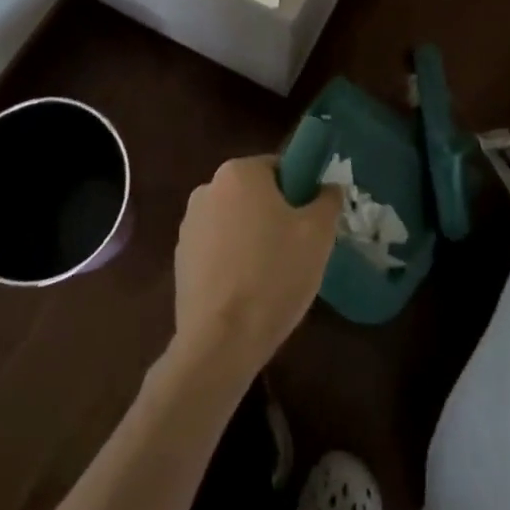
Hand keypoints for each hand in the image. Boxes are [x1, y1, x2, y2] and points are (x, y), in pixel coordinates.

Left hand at [171, 156, 340, 382]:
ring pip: (235, 222)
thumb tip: (328, 187)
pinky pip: (217, 249)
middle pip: (255, 194)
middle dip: (276, 215)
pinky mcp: (180, 259)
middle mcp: (207, 188)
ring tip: (274, 276)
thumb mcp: (318, 234)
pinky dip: (233, 261)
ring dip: (253, 238)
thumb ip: (327, 199)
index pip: (279, 168)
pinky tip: (248, 292)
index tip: (311, 223)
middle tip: (299, 250)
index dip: (301, 192)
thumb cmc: (274, 275)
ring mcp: (189, 225)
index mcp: (239, 172)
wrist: (221, 341)